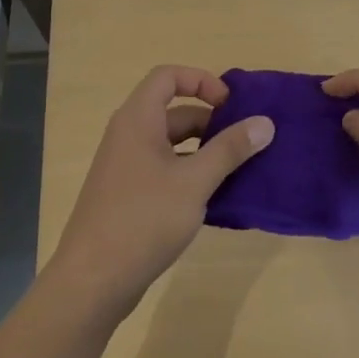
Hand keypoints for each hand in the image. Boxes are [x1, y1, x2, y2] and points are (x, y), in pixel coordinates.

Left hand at [46, 66, 273, 319]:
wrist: (93, 281)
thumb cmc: (143, 220)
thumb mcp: (195, 182)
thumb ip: (230, 149)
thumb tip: (265, 122)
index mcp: (138, 120)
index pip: (168, 76)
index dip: (201, 81)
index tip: (231, 105)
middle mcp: (128, 136)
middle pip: (174, 112)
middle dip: (212, 122)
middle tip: (246, 142)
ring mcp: (126, 168)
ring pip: (172, 145)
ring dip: (205, 151)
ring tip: (239, 170)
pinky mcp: (129, 196)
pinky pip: (165, 171)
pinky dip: (191, 175)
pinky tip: (216, 199)